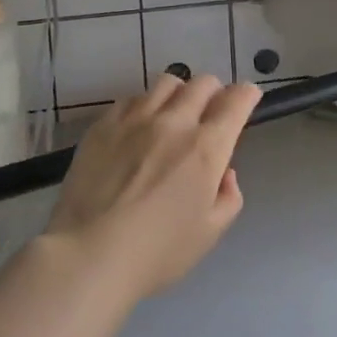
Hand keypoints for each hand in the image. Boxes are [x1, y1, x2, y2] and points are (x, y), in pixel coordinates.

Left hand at [43, 73, 259, 304]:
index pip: (236, 101)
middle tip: (210, 113)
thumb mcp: (209, 233)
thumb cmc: (157, 252)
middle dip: (215, 92)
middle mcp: (174, 122)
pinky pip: (131, 98)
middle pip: (203, 83)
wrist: (89, 254)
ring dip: (179, 94)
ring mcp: (135, 119)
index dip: (247, 95)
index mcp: (206, 148)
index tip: (248, 99)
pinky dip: (144, 106)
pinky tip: (138, 128)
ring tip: (173, 115)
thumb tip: (224, 172)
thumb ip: (228, 198)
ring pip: (167, 83)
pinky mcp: (104, 124)